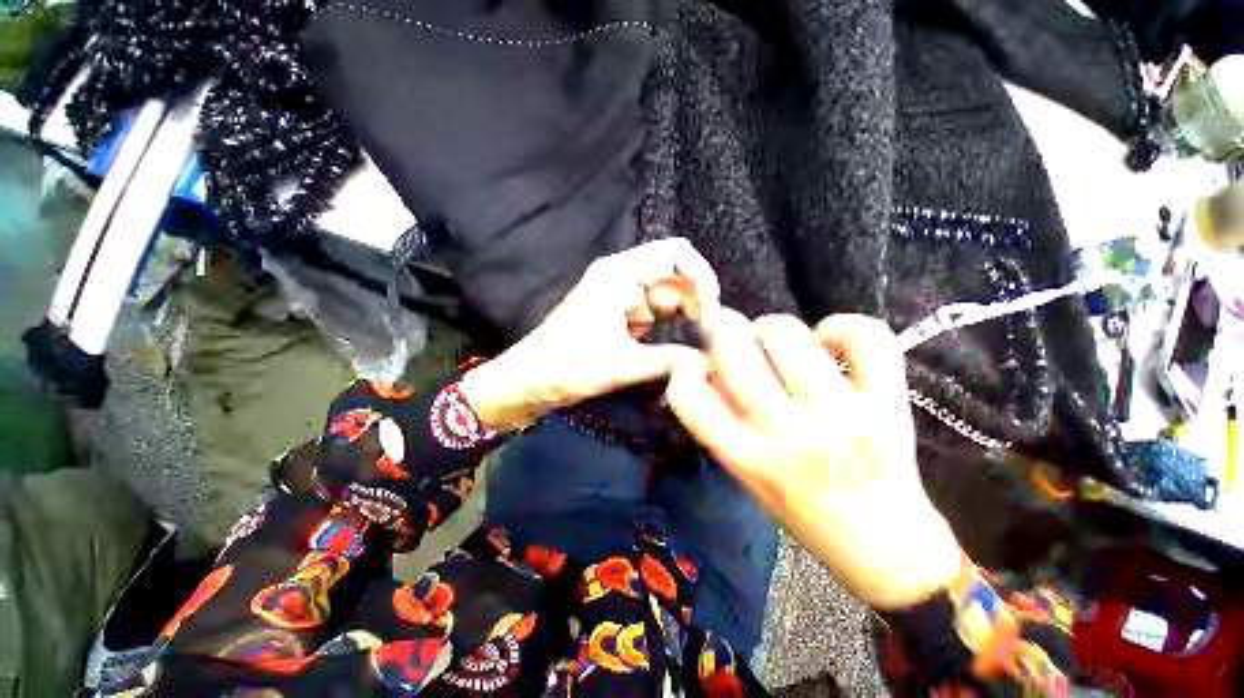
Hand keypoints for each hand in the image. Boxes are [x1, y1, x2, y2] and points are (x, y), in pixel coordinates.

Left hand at [461, 238, 719, 432]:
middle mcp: (623, 278)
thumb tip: (709, 361)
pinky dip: (672, 330)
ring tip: (701, 347)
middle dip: (697, 303)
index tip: (713, 311)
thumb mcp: (622, 364)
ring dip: (686, 319)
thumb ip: (670, 360)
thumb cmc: (568, 367)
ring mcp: (623, 298)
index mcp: (619, 274)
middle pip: (676, 278)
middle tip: (711, 338)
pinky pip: (657, 317)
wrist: (529, 382)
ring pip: (669, 299)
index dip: (701, 276)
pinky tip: (682, 349)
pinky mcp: (622, 318)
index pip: (675, 254)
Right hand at [665, 311, 960, 609]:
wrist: (882, 546)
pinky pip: (865, 337)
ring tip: (776, 341)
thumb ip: (720, 423)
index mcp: (746, 458)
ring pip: (786, 335)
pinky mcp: (887, 404)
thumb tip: (708, 364)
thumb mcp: (745, 476)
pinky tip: (828, 340)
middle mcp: (787, 435)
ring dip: (771, 328)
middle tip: (730, 332)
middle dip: (723, 331)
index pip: (689, 397)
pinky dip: (841, 326)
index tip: (694, 362)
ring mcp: (841, 417)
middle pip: (734, 354)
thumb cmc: (802, 511)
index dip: (682, 368)